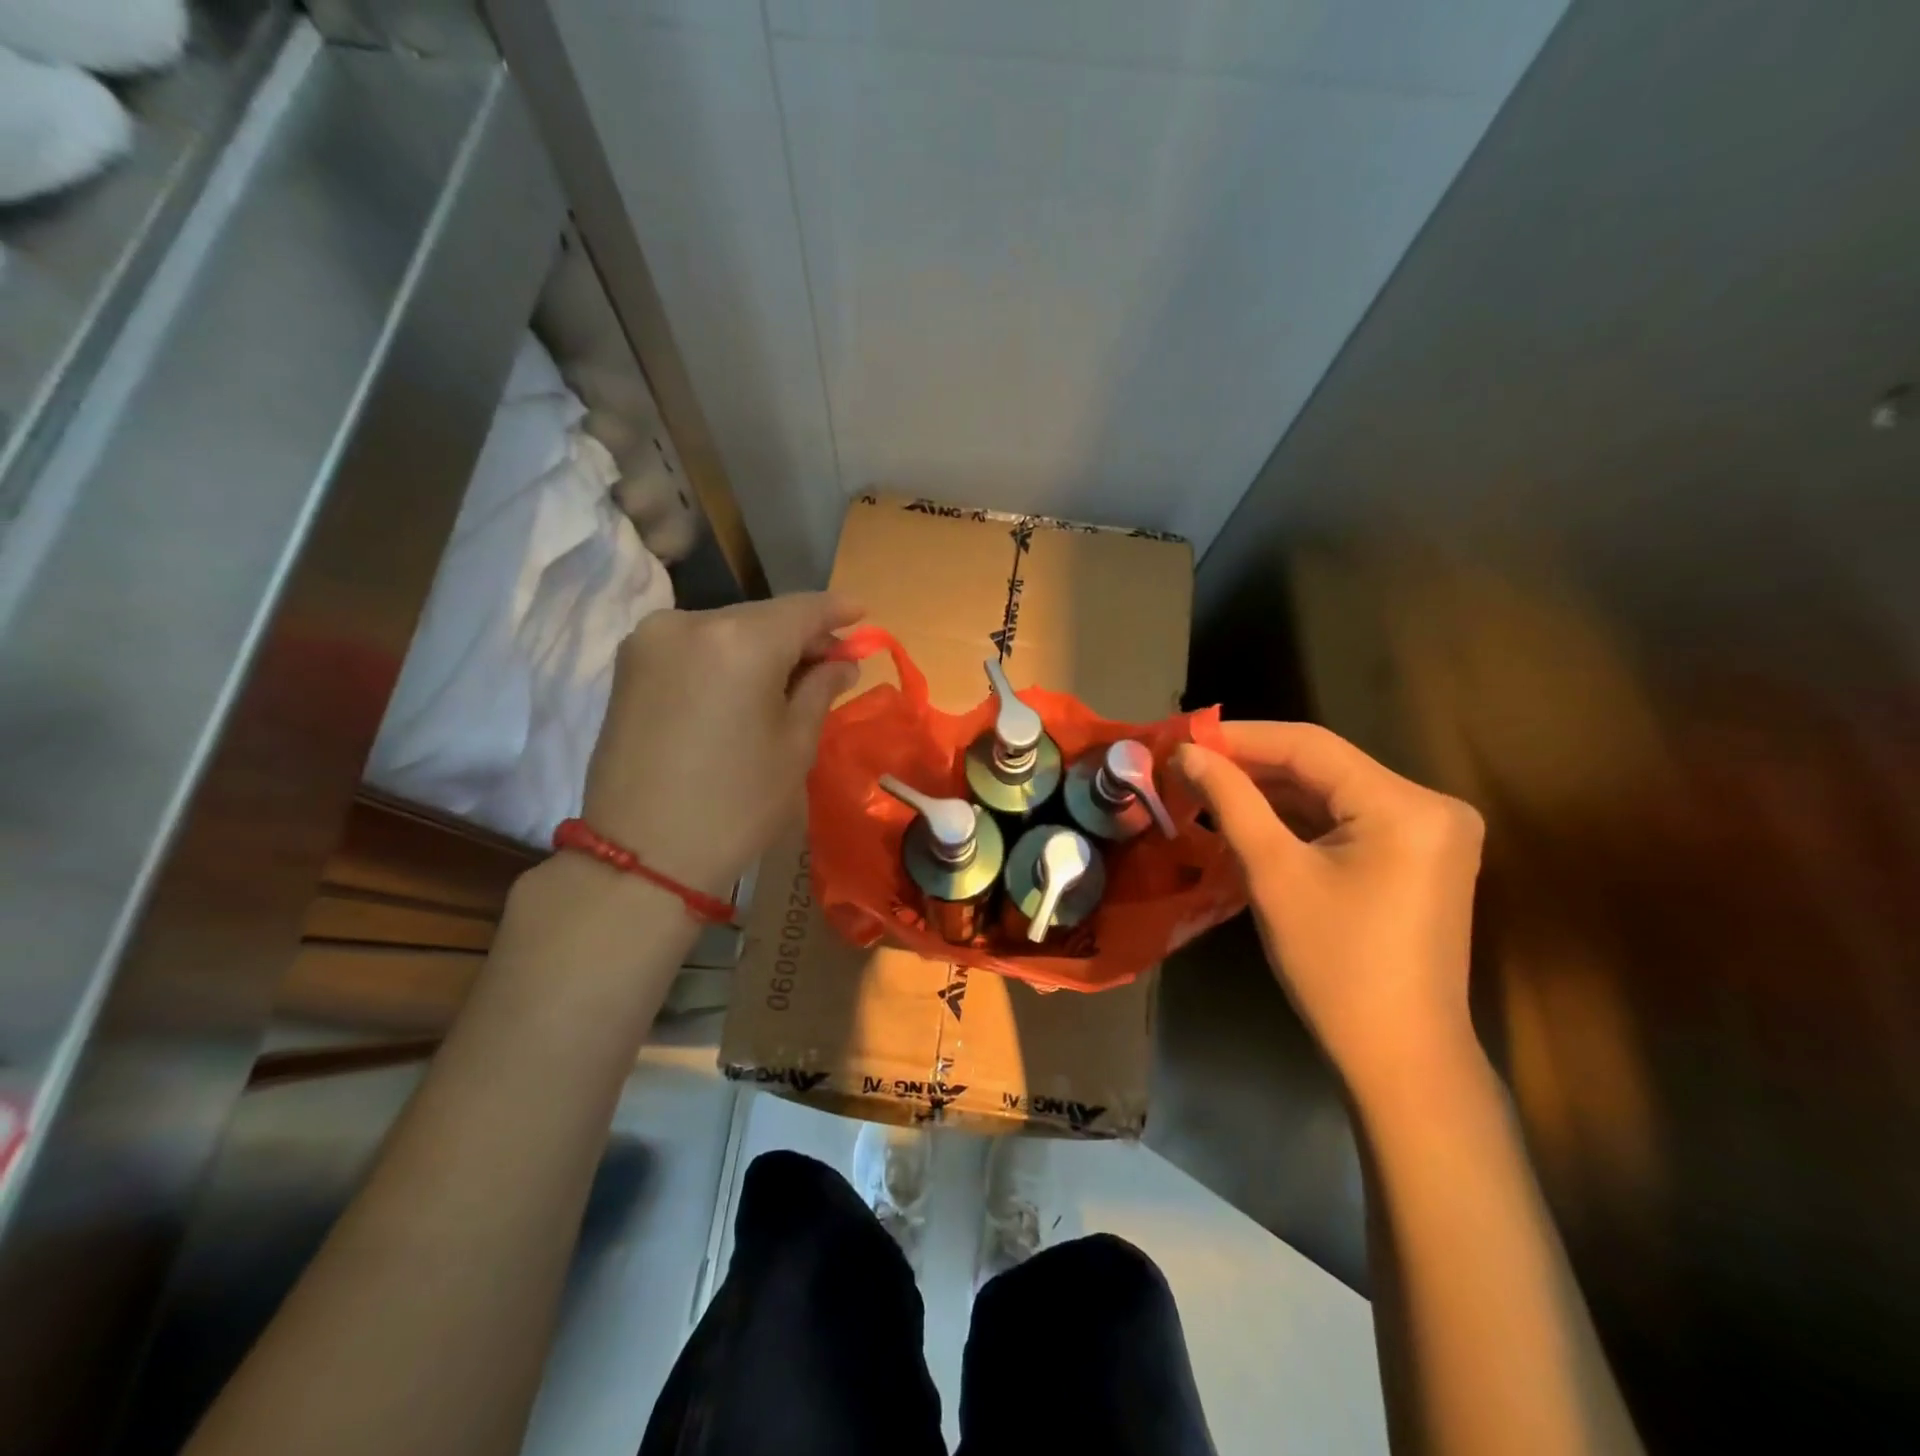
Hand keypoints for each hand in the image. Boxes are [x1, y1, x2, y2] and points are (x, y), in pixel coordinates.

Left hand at [580, 593, 862, 897]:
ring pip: (726, 629)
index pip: (801, 609)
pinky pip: (694, 646)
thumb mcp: (795, 745)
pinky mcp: (628, 664)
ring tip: (789, 679)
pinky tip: (744, 685)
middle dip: (800, 635)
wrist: (643, 855)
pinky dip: (726, 657)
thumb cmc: (736, 804)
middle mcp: (689, 622)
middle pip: (761, 616)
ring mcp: (651, 640)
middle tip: (831, 661)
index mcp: (740, 640)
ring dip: (762, 647)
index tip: (863, 614)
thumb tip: (841, 662)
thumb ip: (820, 688)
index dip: (837, 611)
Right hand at [1173, 722, 1485, 1096]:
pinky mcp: (1421, 857)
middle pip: (1325, 766)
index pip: (1311, 746)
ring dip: (1274, 791)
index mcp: (1406, 805)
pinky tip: (1253, 816)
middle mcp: (1431, 805)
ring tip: (1209, 787)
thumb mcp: (1273, 873)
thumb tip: (1187, 753)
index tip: (1185, 737)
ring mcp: (1432, 833)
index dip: (1242, 737)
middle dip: (1254, 765)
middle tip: (1190, 765)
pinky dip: (1301, 818)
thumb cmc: (1334, 965)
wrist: (1400, 1057)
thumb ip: (1231, 801)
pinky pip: (1350, 820)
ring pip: (1335, 792)